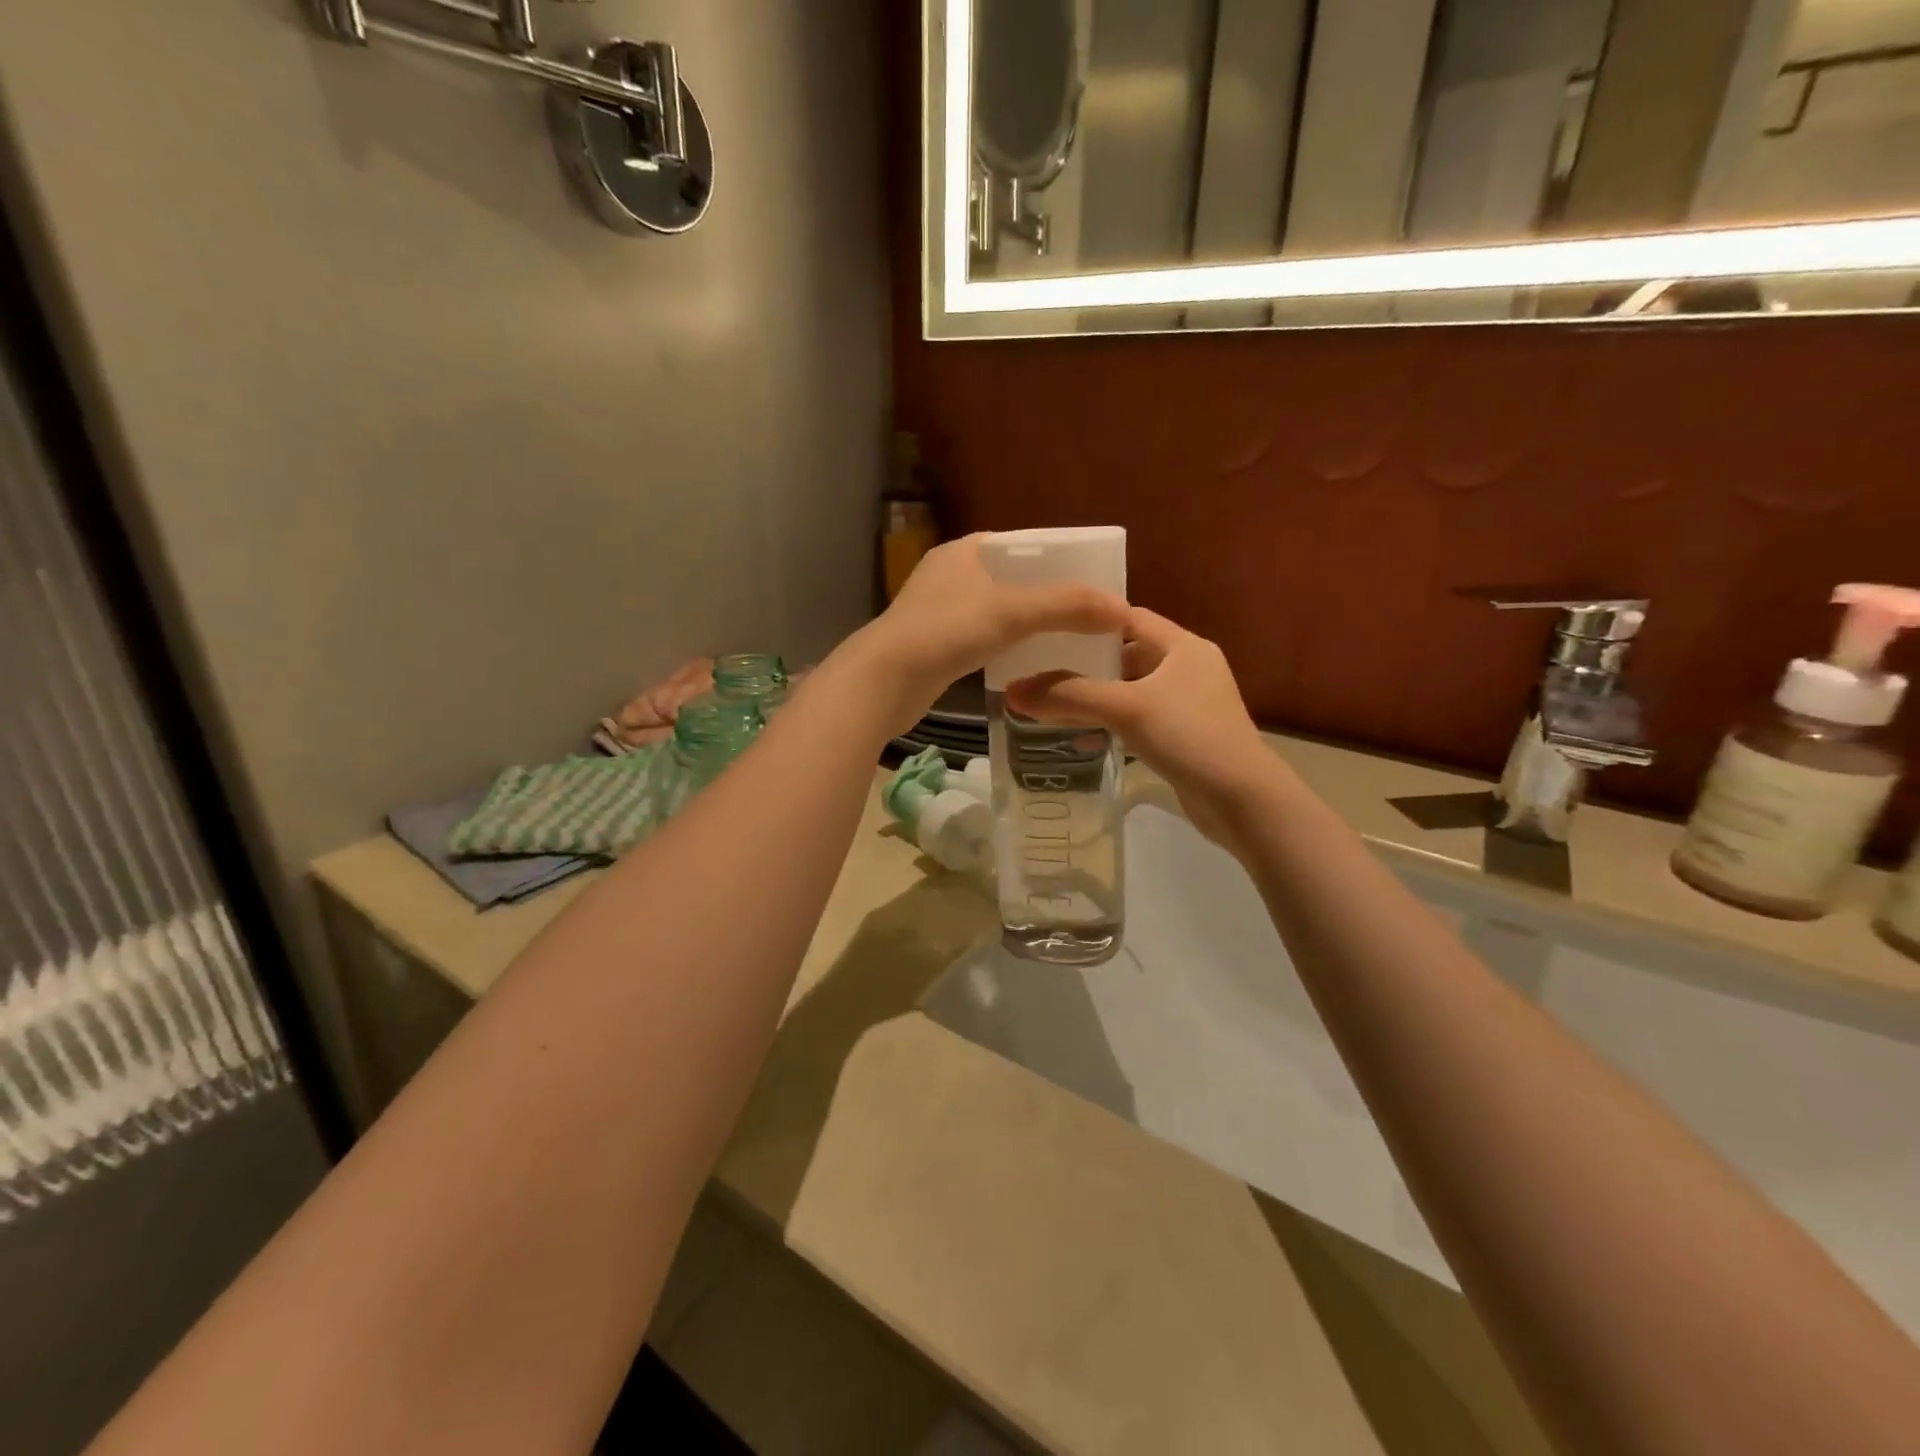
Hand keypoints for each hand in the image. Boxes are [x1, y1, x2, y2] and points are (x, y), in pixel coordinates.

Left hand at [843, 534, 1129, 734]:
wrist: (884, 681)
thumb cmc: (945, 632)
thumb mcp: (1012, 611)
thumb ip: (1067, 606)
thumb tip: (1122, 610)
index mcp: (965, 551)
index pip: (1024, 546)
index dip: (1060, 561)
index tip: (1093, 581)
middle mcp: (951, 575)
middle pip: (1014, 580)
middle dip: (1050, 597)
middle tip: (1089, 615)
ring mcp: (941, 612)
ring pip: (999, 612)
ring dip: (1031, 624)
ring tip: (1072, 638)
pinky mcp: (937, 646)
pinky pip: (985, 638)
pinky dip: (1010, 646)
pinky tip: (1033, 661)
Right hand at [1006, 608, 1277, 846]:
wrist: (1243, 800)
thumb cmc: (1189, 737)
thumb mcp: (1125, 709)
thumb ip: (1069, 696)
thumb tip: (1013, 692)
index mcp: (1183, 646)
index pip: (1129, 617)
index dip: (1089, 620)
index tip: (1048, 628)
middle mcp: (1189, 667)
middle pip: (1127, 653)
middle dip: (1086, 662)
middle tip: (1040, 667)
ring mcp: (1190, 703)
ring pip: (1132, 689)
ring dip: (1097, 694)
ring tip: (1053, 700)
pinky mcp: (1187, 735)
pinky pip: (1141, 717)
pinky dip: (1114, 720)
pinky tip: (1084, 732)